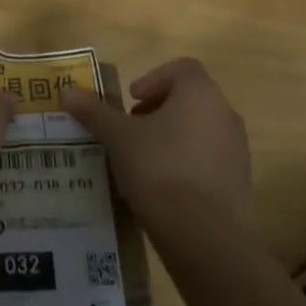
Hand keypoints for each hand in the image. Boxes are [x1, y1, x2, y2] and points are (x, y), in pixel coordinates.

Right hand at [61, 59, 252, 233]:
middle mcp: (224, 113)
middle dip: (158, 110)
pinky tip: (162, 188)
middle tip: (131, 130)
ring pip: (199, 129)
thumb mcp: (119, 138)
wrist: (206, 237)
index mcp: (200, 93)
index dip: (153, 79)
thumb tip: (66, 91)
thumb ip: (94, 112)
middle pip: (190, 99)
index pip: (181, 68)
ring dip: (171, 136)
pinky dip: (186, 163)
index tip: (131, 100)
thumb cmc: (160, 170)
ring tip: (142, 160)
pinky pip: (208, 159)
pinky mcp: (239, 181)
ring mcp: (237, 149)